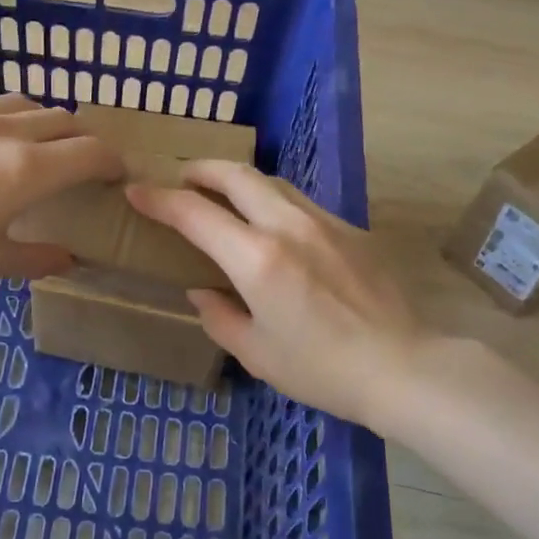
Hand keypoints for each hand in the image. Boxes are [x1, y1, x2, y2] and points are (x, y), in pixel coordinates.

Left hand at [0, 93, 121, 309]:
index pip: (88, 152)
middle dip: (81, 139)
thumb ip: (34, 257)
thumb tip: (67, 259)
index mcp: (22, 170)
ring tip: (33, 144)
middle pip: (60, 119)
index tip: (116, 174)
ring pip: (18, 102)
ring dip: (40, 122)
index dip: (111, 161)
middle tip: (80, 162)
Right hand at [127, 161, 427, 428]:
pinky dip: (272, 200)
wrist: (402, 367)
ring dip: (239, 180)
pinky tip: (271, 223)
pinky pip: (300, 202)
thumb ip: (219, 317)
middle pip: (237, 175)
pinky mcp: (351, 230)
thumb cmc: (321, 369)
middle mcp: (288, 226)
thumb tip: (201, 291)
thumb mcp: (256, 353)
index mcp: (257, 259)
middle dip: (201, 169)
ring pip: (272, 182)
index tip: (136, 191)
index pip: (195, 213)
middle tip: (180, 178)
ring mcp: (324, 222)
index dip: (159, 199)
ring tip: (221, 193)